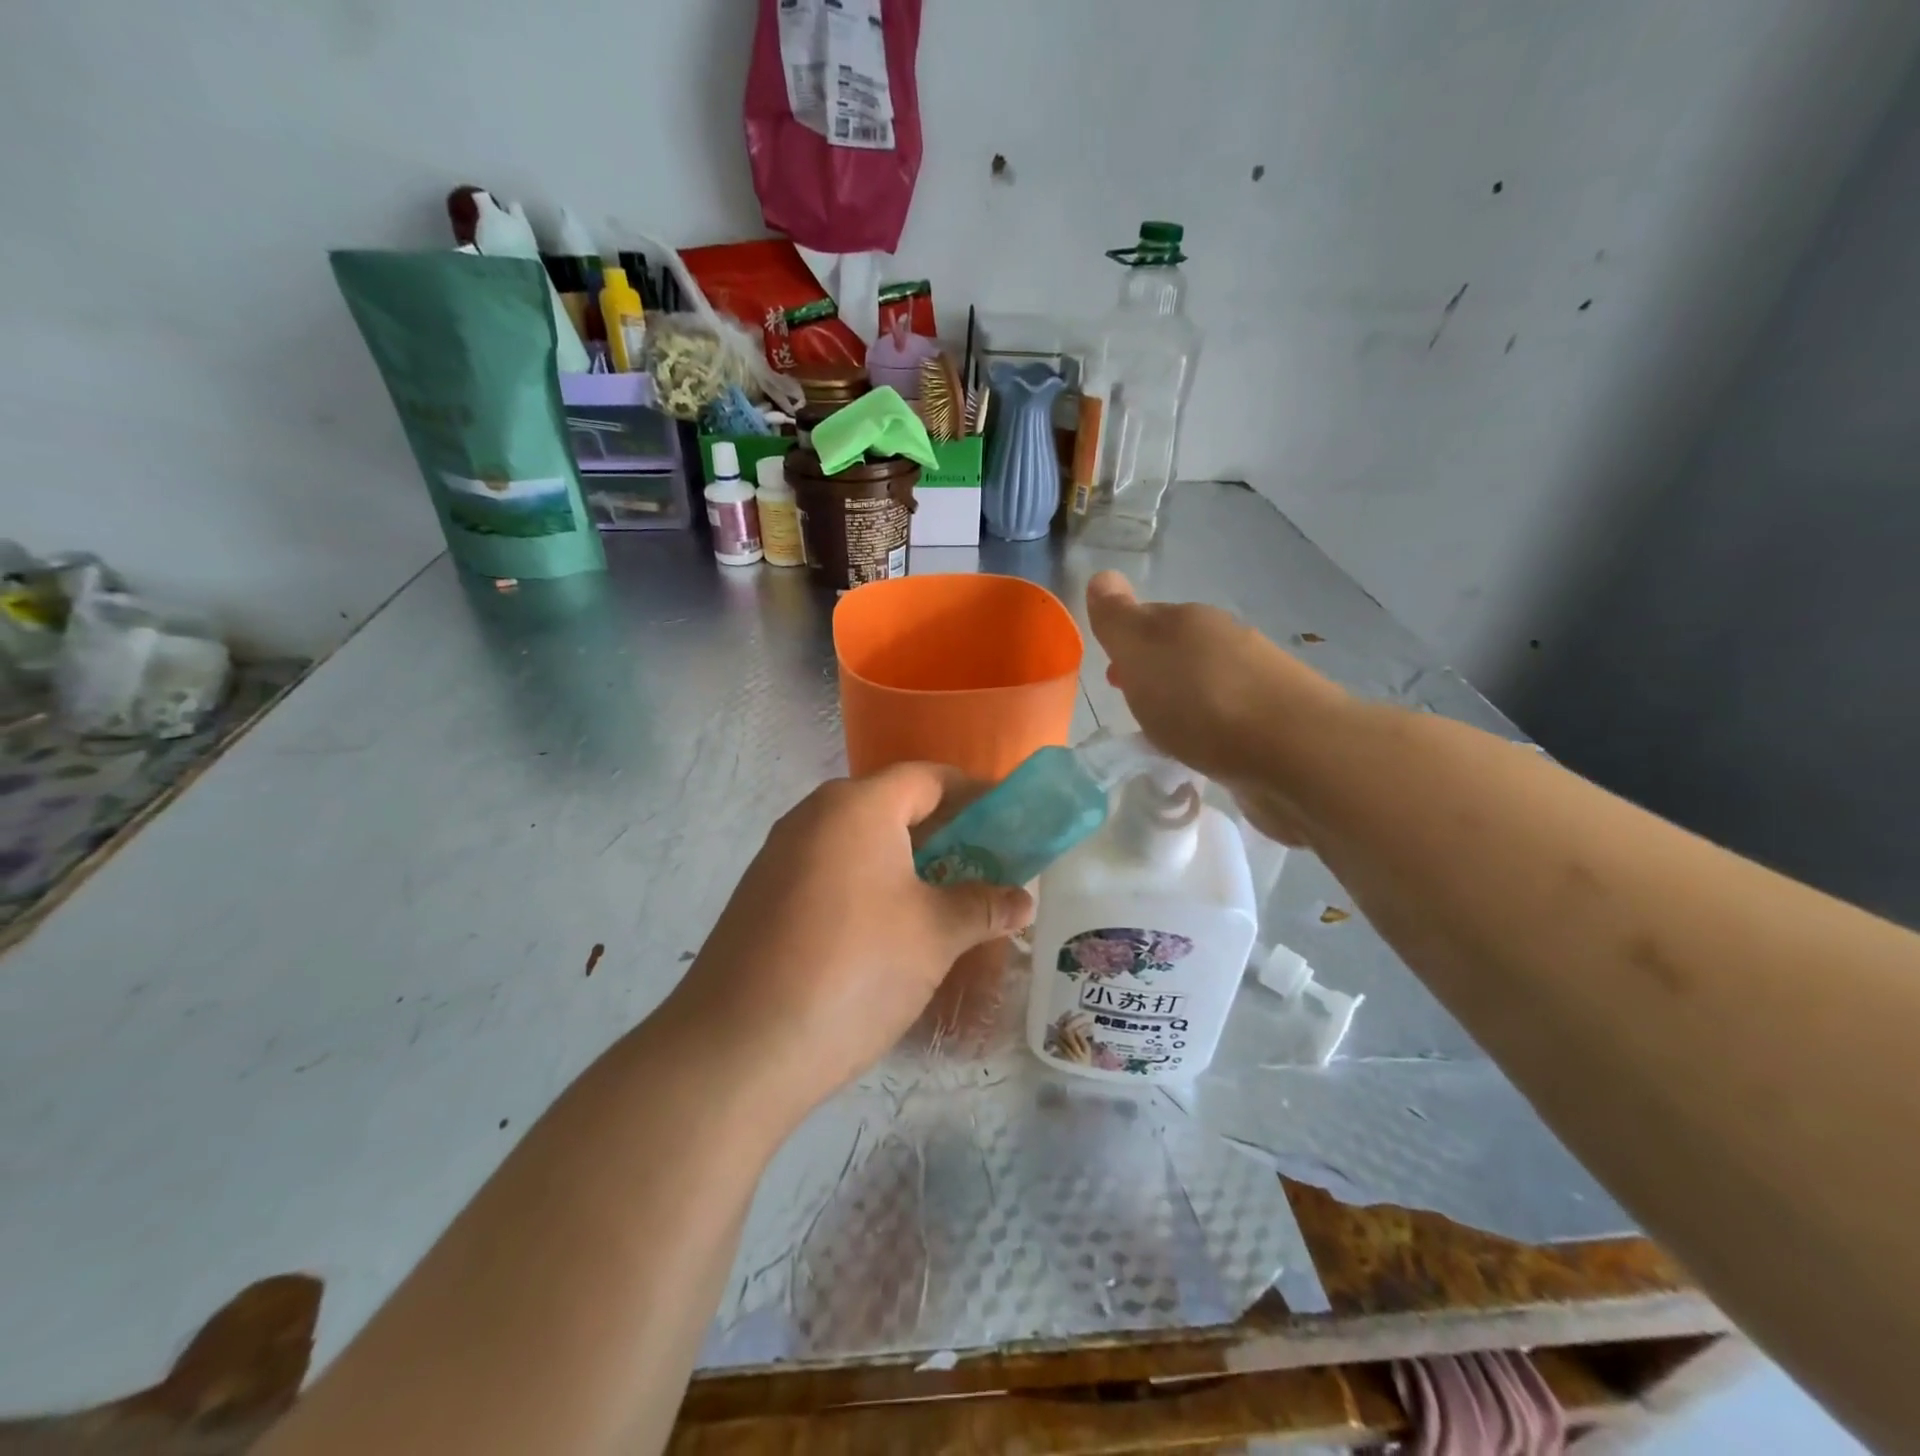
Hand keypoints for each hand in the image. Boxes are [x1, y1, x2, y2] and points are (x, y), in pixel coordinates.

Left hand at [666, 764, 1034, 1124]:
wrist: (736, 1049)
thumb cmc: (853, 970)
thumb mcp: (934, 935)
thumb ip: (983, 906)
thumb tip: (1022, 900)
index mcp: (857, 806)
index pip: (928, 777)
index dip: (975, 794)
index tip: (1010, 822)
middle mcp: (813, 816)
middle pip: (892, 807)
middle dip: (943, 833)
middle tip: (984, 867)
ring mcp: (780, 856)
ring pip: (859, 843)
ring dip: (905, 864)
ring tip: (943, 902)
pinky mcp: (761, 896)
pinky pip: (830, 872)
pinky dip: (867, 886)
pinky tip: (887, 931)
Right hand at [1085, 570, 1345, 845]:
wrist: (1295, 752)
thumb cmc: (1202, 700)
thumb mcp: (1142, 652)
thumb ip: (1117, 619)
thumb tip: (1102, 576)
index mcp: (1190, 621)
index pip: (1147, 619)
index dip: (1125, 643)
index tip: (1113, 675)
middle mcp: (1226, 642)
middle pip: (1179, 651)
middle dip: (1155, 673)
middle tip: (1134, 706)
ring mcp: (1257, 681)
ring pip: (1206, 684)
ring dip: (1184, 702)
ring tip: (1167, 735)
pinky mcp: (1275, 724)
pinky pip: (1229, 720)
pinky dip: (1211, 730)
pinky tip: (1206, 752)